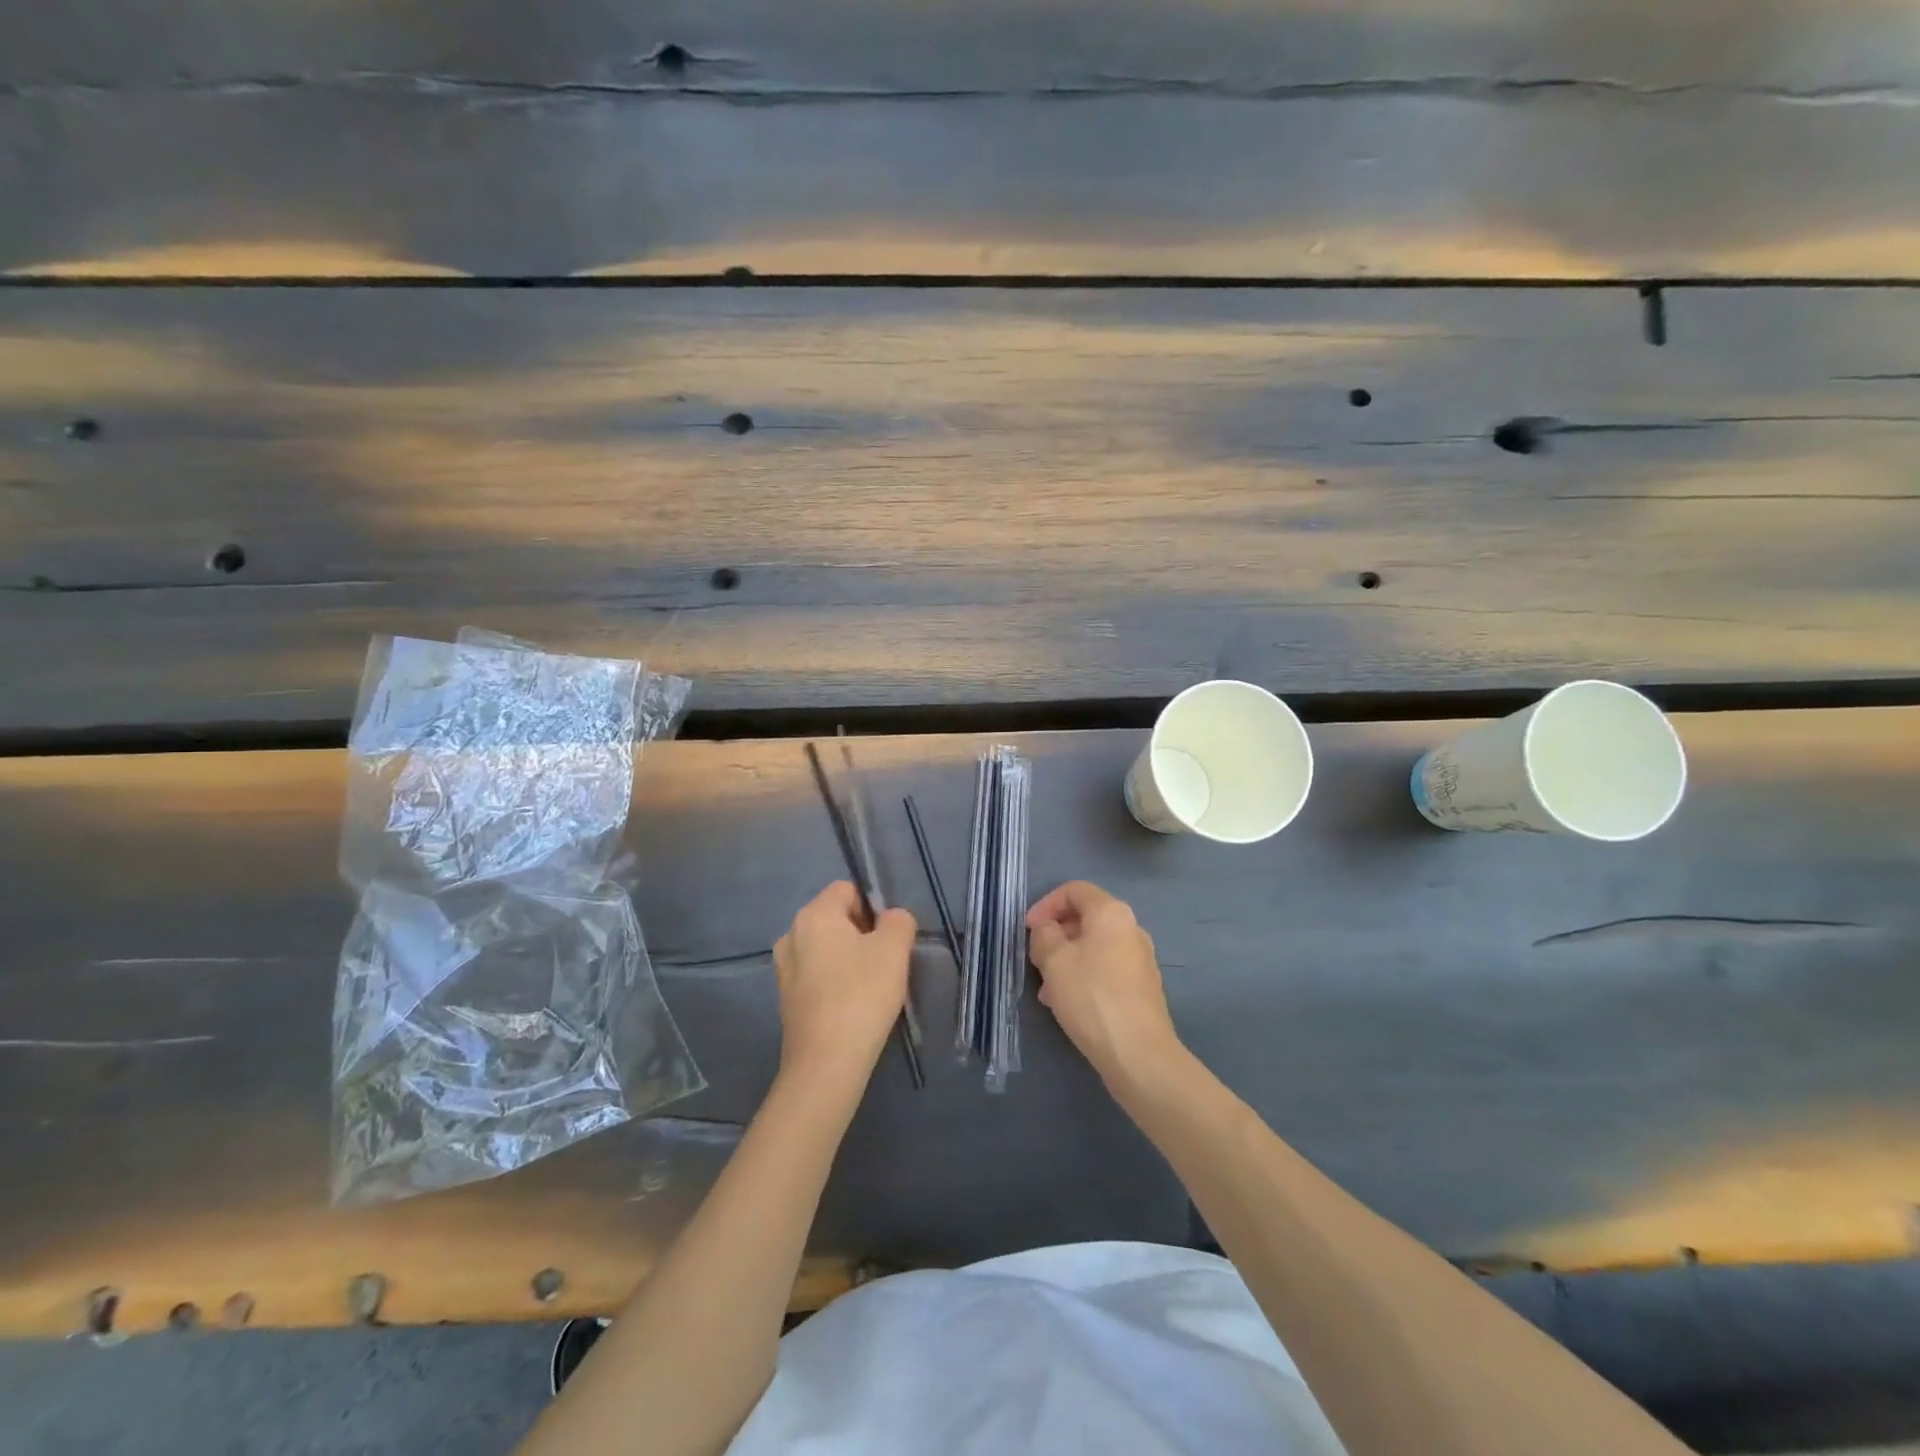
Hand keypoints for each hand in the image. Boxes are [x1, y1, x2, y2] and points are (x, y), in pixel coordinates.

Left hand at [773, 882, 916, 1085]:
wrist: (826, 1062)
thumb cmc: (862, 994)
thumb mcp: (895, 949)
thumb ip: (898, 921)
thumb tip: (891, 920)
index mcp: (813, 914)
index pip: (847, 890)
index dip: (873, 907)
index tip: (888, 937)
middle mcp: (791, 935)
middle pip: (835, 918)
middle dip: (862, 934)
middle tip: (884, 963)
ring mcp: (783, 969)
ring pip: (826, 949)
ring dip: (848, 960)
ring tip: (870, 988)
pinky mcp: (786, 999)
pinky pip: (817, 976)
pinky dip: (835, 983)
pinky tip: (852, 1007)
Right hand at [1027, 881, 1181, 1086]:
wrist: (1139, 1054)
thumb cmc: (1092, 997)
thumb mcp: (1054, 961)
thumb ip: (1044, 935)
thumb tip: (1048, 930)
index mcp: (1111, 913)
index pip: (1074, 890)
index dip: (1046, 904)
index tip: (1028, 930)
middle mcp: (1131, 929)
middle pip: (1085, 918)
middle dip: (1056, 935)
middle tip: (1036, 959)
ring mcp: (1140, 959)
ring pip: (1094, 947)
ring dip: (1067, 960)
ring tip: (1046, 989)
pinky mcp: (1142, 987)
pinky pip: (1105, 969)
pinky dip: (1084, 976)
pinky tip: (1068, 1004)